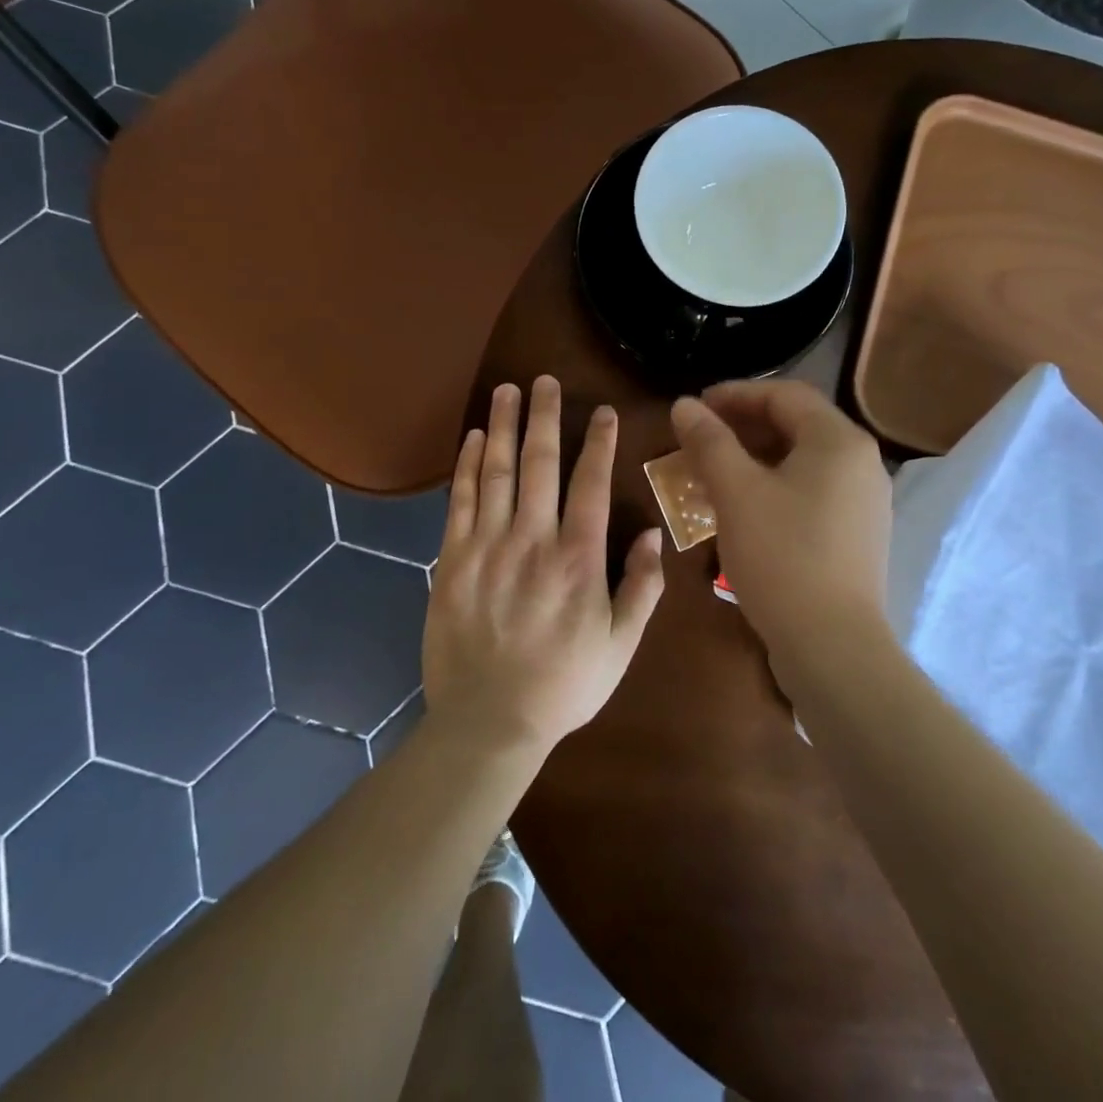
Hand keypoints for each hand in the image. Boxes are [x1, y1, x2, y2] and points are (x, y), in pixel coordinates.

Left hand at [424, 376, 665, 755]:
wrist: (488, 722)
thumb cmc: (563, 684)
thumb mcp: (620, 646)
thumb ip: (641, 589)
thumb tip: (650, 536)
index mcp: (579, 559)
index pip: (592, 484)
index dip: (600, 443)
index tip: (604, 412)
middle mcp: (533, 540)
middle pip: (541, 463)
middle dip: (546, 416)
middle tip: (546, 380)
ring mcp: (487, 547)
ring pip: (498, 472)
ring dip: (505, 426)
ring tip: (508, 389)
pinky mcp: (452, 560)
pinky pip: (461, 500)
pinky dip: (468, 464)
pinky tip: (475, 437)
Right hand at [670, 380, 892, 660]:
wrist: (832, 645)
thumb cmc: (782, 556)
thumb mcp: (735, 492)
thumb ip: (708, 441)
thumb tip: (684, 404)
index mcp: (839, 440)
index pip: (785, 394)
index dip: (736, 394)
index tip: (696, 407)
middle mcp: (861, 463)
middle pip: (797, 425)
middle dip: (743, 427)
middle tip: (701, 440)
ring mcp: (865, 501)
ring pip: (803, 462)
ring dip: (756, 459)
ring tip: (714, 474)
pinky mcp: (859, 534)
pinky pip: (812, 492)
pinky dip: (775, 487)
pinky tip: (744, 510)